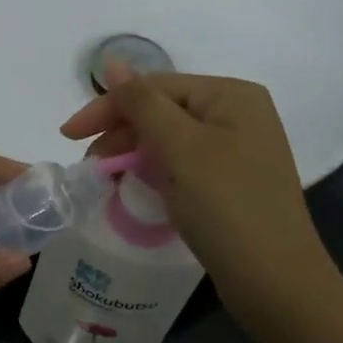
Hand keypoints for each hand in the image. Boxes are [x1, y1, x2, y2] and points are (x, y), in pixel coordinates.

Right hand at [61, 69, 342, 342]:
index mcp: (231, 95)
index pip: (155, 87)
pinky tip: (138, 188)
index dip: (108, 107)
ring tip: (107, 180)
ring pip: (171, 140)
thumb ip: (142, 103)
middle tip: (90, 167)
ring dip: (135, 155)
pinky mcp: (234, 182)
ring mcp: (239, 150)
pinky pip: (184, 164)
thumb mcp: (180, 149)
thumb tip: (111, 62)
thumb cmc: (227, 206)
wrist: (275, 281)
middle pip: (164, 110)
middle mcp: (239, 114)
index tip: (66, 136)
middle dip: (122, 134)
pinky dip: (157, 172)